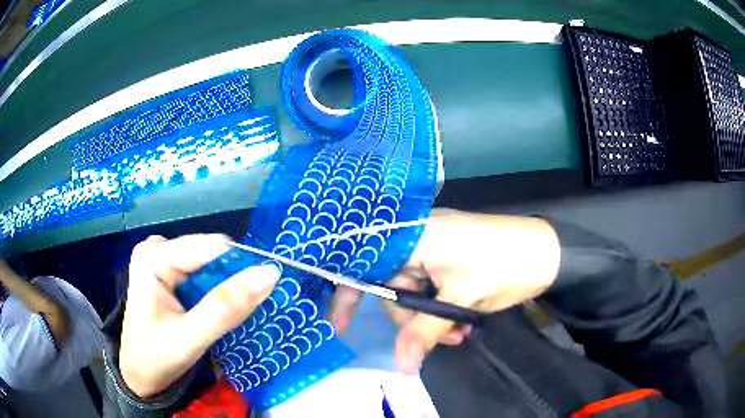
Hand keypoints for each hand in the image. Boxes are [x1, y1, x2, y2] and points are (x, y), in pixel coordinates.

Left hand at [120, 234, 279, 397]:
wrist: (139, 375)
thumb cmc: (156, 358)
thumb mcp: (191, 337)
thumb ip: (226, 307)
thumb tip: (270, 273)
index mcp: (154, 256)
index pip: (211, 248)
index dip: (243, 267)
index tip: (267, 293)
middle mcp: (157, 248)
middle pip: (211, 253)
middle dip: (233, 279)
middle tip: (247, 311)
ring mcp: (162, 258)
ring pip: (210, 263)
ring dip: (227, 286)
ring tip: (234, 314)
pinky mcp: (168, 271)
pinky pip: (203, 272)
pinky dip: (218, 290)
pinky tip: (218, 310)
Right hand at [330, 210, 560, 374]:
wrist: (548, 251)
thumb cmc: (504, 267)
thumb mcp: (462, 301)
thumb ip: (424, 333)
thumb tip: (400, 368)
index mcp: (413, 235)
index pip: (364, 262)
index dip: (348, 294)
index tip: (340, 327)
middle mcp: (416, 235)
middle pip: (391, 284)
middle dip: (411, 319)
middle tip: (439, 339)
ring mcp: (433, 245)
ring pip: (413, 291)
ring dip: (431, 317)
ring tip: (460, 332)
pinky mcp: (447, 255)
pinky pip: (429, 286)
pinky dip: (441, 307)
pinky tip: (463, 319)